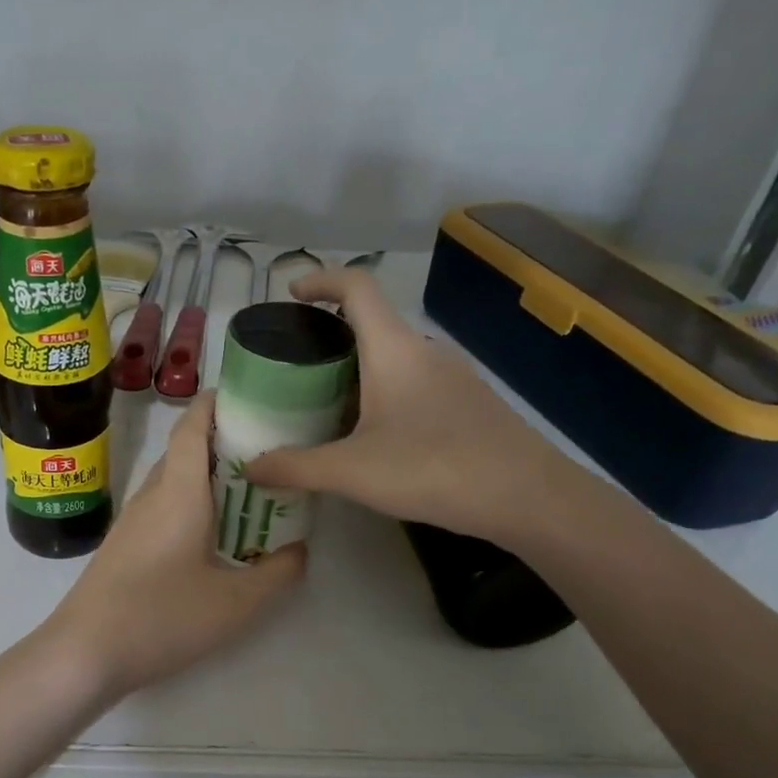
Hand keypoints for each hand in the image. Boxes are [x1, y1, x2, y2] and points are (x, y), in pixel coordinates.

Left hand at [46, 392, 304, 699]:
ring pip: (172, 480)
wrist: (83, 653)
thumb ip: (277, 573)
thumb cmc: (161, 618)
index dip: (218, 403)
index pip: (192, 426)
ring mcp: (132, 521)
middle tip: (269, 451)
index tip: (251, 397)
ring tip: (249, 491)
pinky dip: (191, 503)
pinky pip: (162, 506)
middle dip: (224, 441)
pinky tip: (212, 534)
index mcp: (178, 492)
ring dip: (207, 476)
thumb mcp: (236, 603)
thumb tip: (298, 550)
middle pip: (184, 450)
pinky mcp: (123, 545)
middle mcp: (151, 495)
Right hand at [245, 267, 565, 538]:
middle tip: (296, 369)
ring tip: (326, 406)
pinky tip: (374, 436)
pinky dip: (384, 393)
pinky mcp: (468, 404)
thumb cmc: (433, 469)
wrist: (528, 497)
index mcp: (394, 350)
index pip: (356, 288)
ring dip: (358, 370)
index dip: (321, 280)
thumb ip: (295, 467)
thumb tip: (249, 469)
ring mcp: (453, 377)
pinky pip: (415, 384)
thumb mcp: (351, 472)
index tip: (292, 294)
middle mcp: (425, 352)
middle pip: (372, 323)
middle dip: (330, 336)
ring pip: (394, 358)